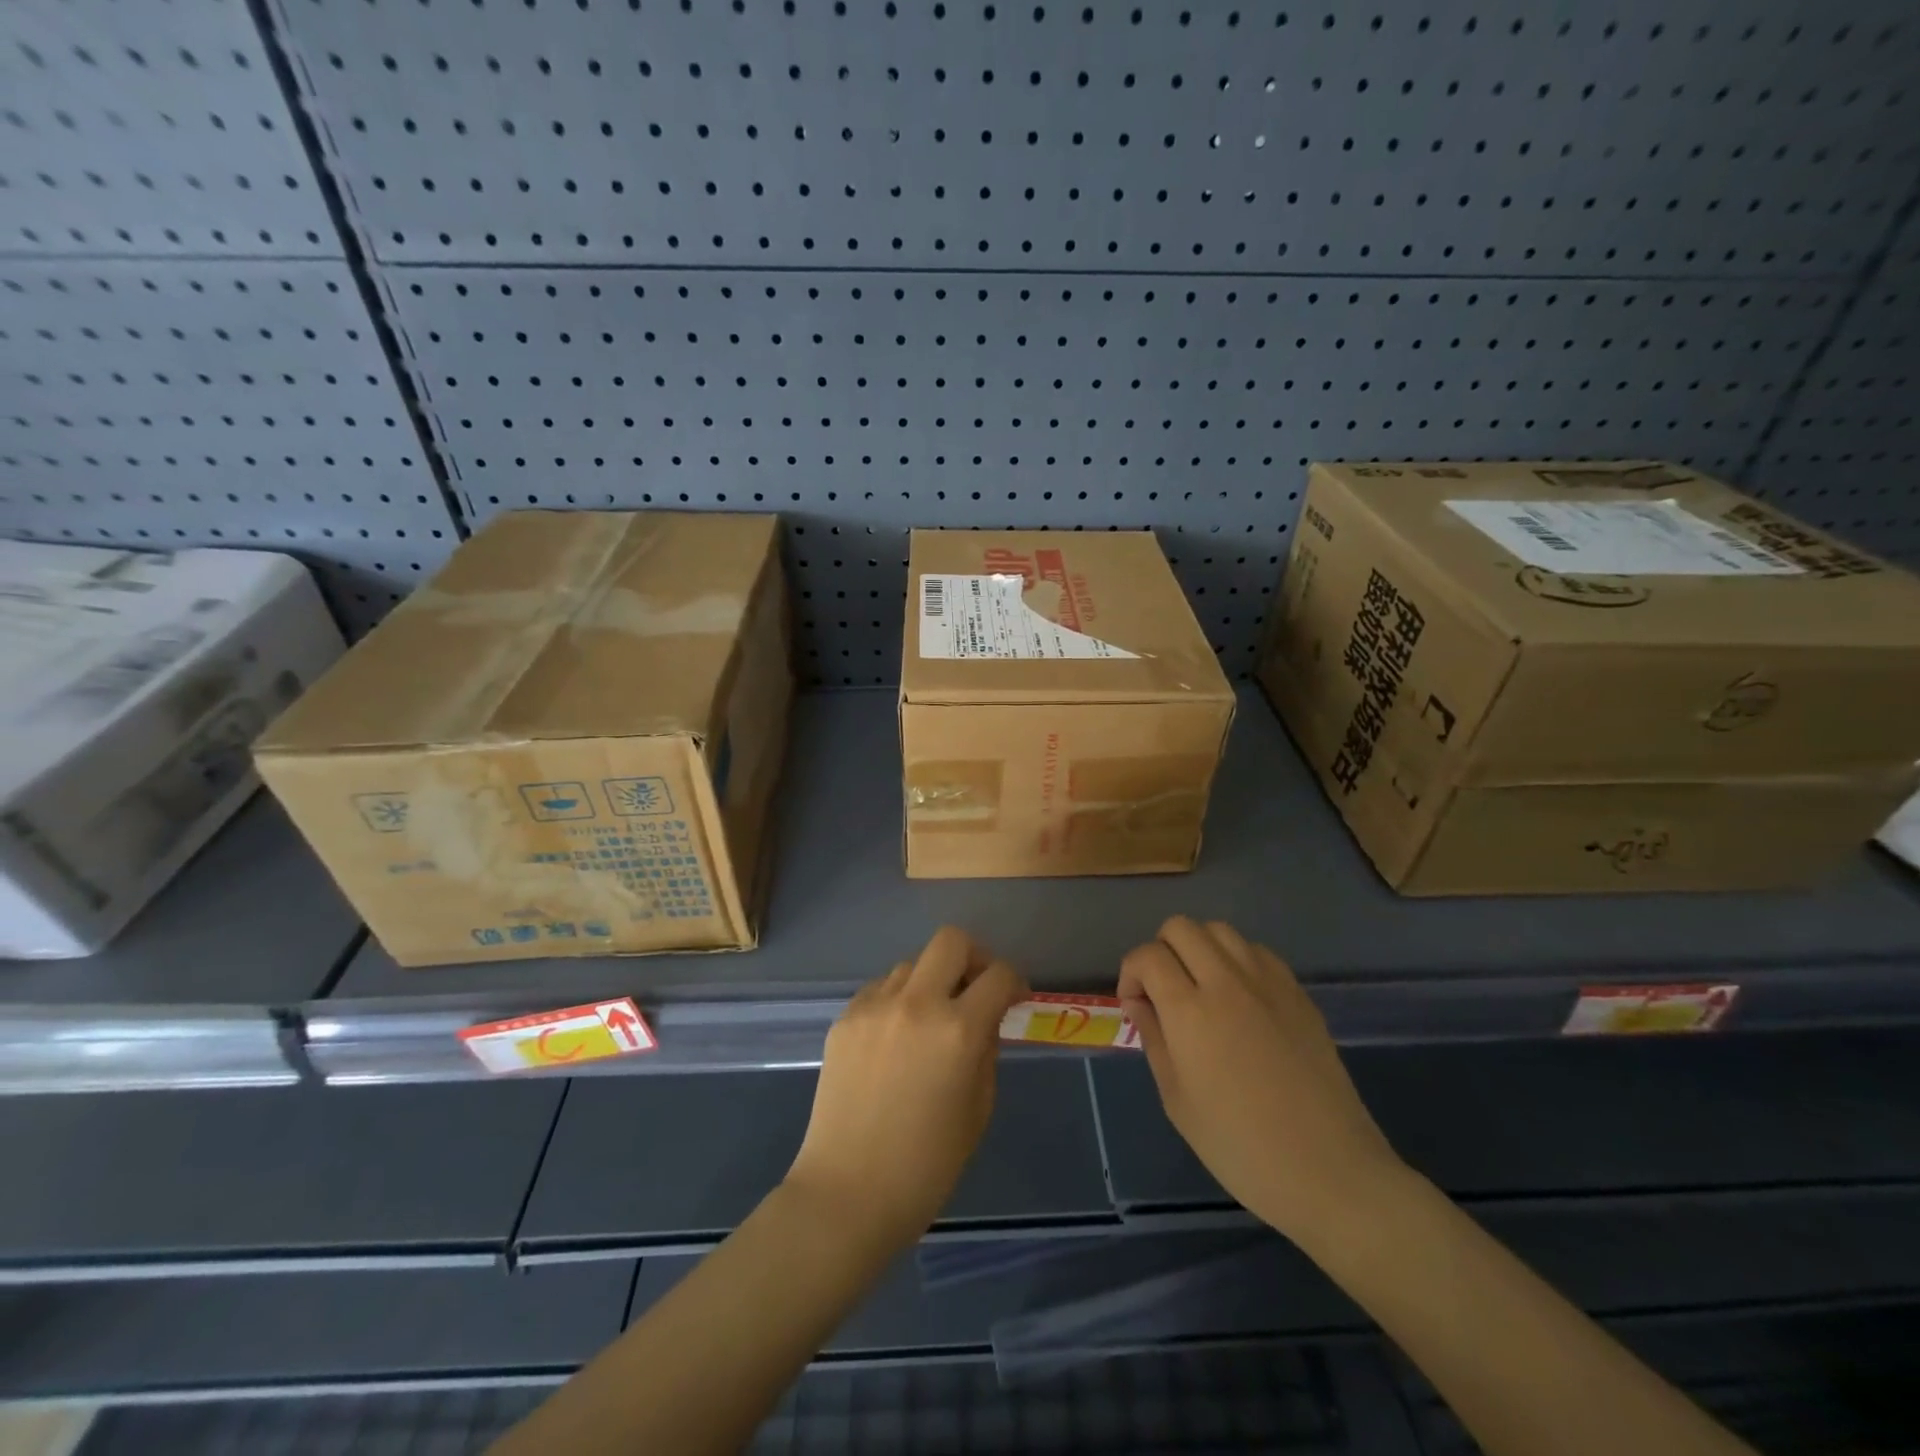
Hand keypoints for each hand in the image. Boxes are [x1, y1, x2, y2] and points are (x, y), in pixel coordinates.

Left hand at [785, 927, 1026, 1250]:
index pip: (999, 975)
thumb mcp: (978, 1109)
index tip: (1014, 998)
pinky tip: (896, 1037)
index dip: (1014, 981)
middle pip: (951, 941)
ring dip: (931, 981)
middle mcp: (917, 1003)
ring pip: (912, 964)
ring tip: (930, 1020)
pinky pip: (880, 989)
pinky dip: (897, 1000)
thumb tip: (985, 1021)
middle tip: (975, 989)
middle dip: (974, 958)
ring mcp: (874, 1006)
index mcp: (958, 1030)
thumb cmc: (926, 1166)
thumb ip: (986, 1052)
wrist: (847, 1194)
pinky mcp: (845, 1018)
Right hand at [1118, 916, 1404, 1245]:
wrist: (1330, 1171)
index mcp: (1190, 1011)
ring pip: (1220, 930)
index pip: (1148, 956)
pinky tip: (1240, 998)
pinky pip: (1257, 951)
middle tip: (1164, 991)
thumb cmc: (1240, 1146)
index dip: (1131, 972)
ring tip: (1201, 989)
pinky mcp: (1298, 993)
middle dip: (1161, 950)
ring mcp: (1268, 983)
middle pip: (1181, 927)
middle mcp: (1227, 982)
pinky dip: (1236, 960)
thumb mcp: (1177, 1100)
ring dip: (1199, 948)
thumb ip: (1154, 1039)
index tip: (1135, 1005)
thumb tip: (1139, 1002)